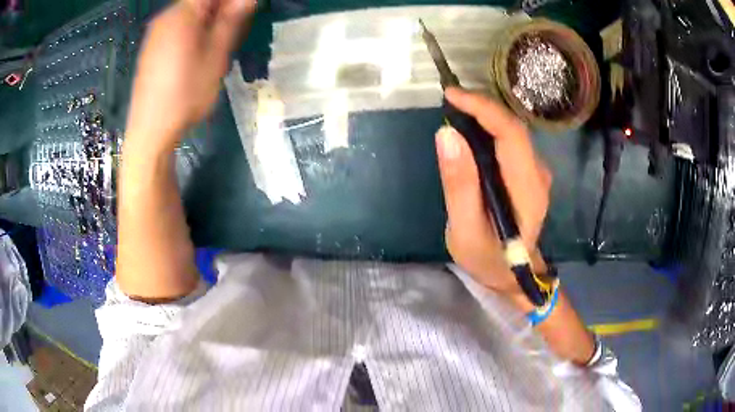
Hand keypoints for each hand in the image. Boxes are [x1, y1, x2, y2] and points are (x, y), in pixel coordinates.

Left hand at [126, 0, 255, 148]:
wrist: (150, 131)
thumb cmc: (185, 95)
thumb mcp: (215, 56)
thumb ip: (231, 21)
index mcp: (181, 15)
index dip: (231, 0)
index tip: (247, 9)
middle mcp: (165, 18)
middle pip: (199, 1)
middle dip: (222, 8)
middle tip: (237, 27)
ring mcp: (156, 33)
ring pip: (190, 14)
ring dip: (210, 19)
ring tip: (221, 41)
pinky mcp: (152, 48)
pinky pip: (178, 27)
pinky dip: (195, 29)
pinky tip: (201, 50)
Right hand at [436, 88, 551, 305]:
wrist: (511, 275)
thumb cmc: (487, 258)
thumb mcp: (465, 229)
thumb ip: (459, 184)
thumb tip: (447, 134)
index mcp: (527, 189)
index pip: (511, 134)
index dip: (483, 108)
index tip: (451, 96)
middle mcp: (538, 174)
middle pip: (514, 128)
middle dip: (482, 107)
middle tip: (449, 101)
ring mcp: (536, 173)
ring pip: (512, 132)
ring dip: (485, 116)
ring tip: (455, 111)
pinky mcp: (528, 173)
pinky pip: (510, 142)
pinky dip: (489, 129)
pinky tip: (470, 132)